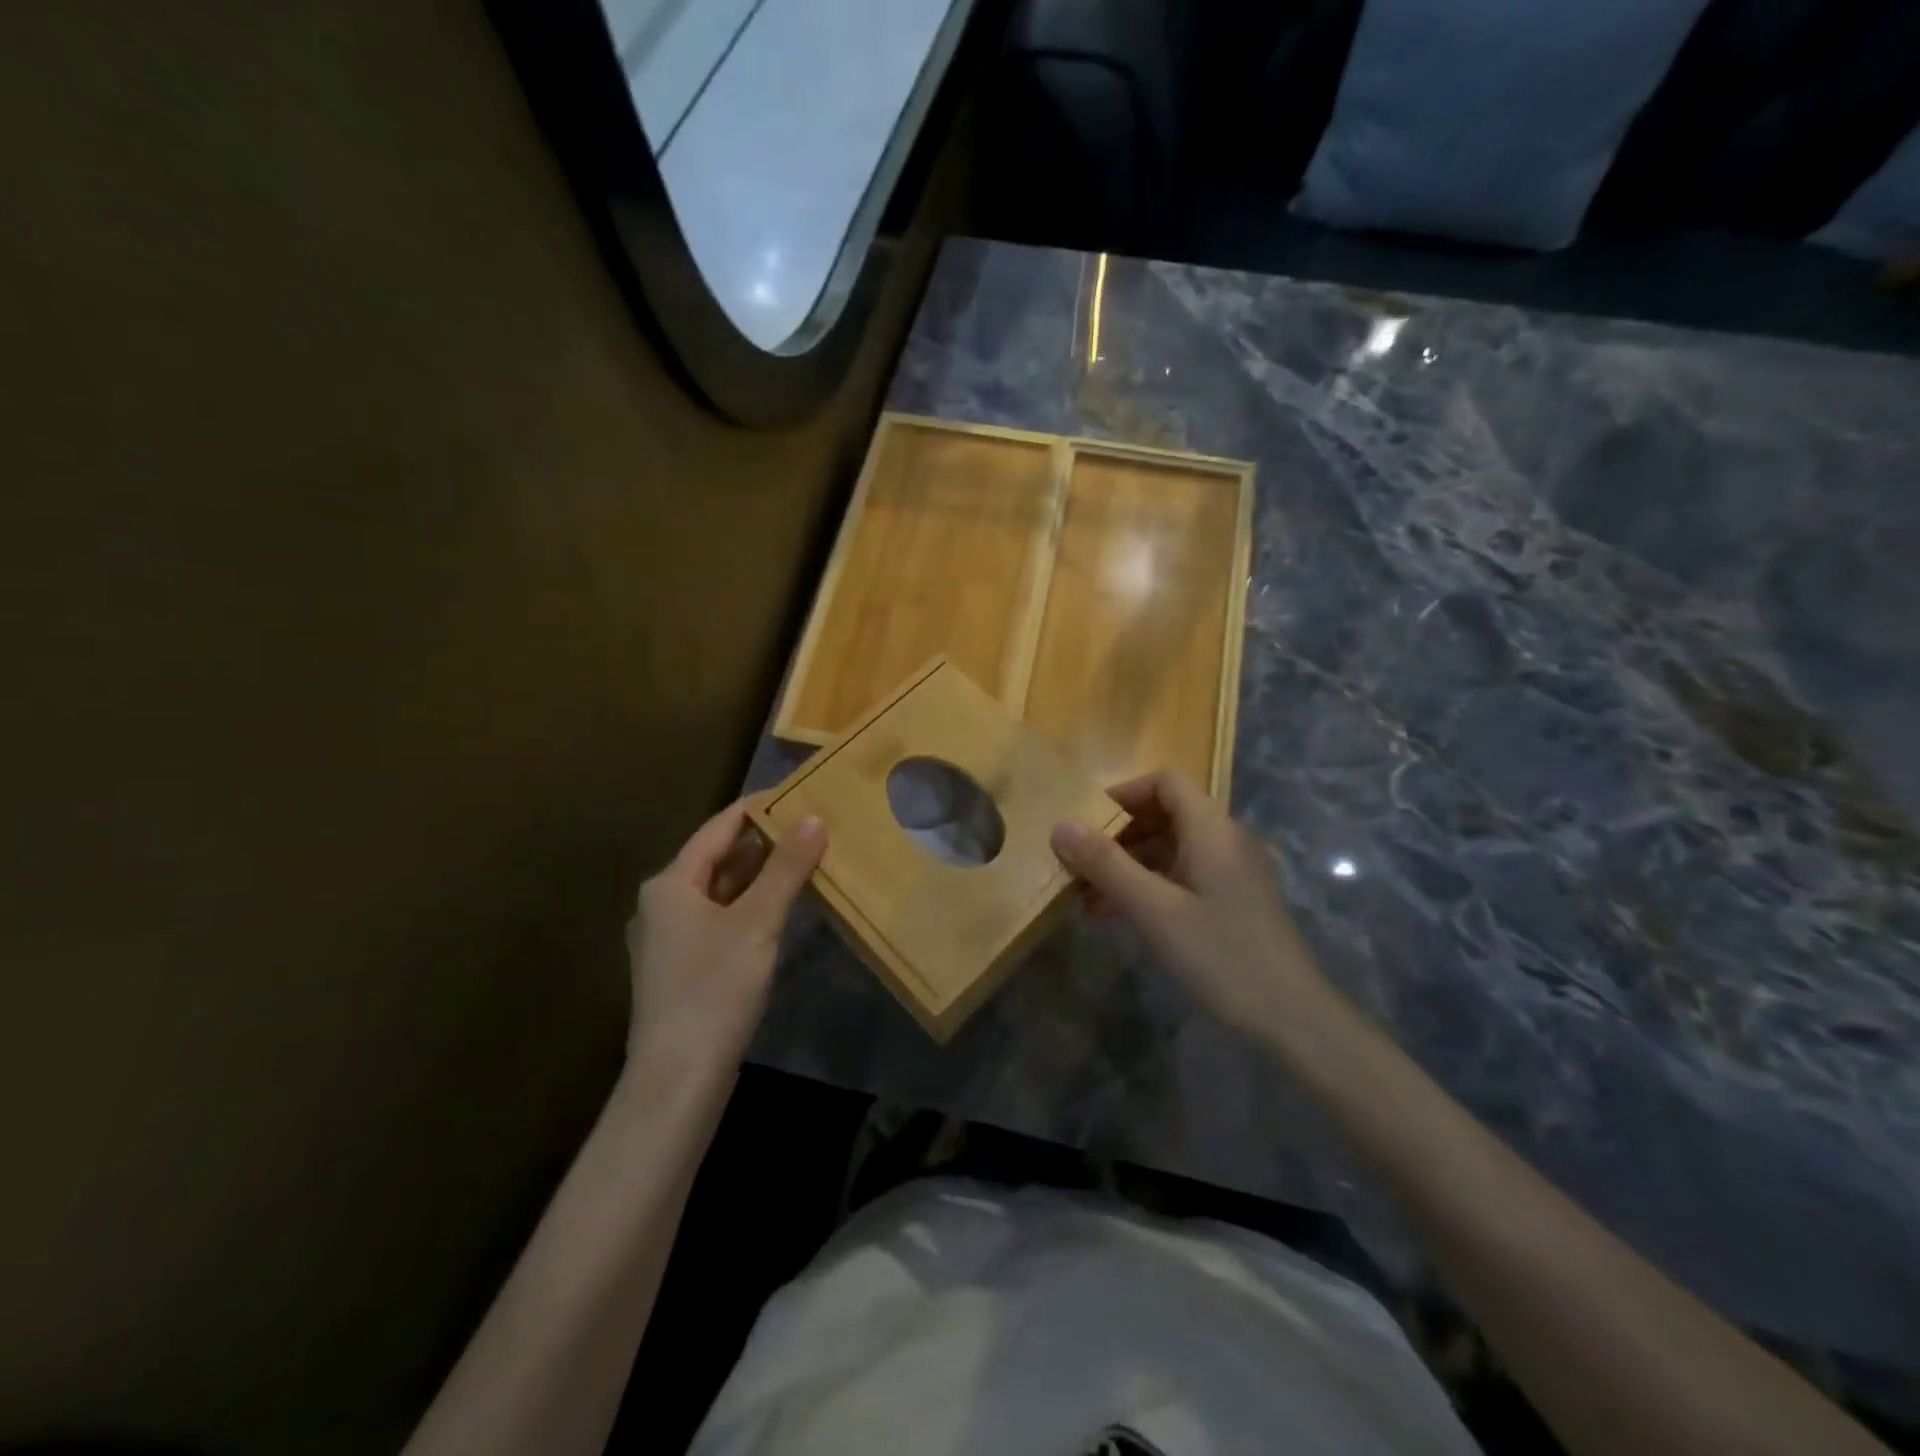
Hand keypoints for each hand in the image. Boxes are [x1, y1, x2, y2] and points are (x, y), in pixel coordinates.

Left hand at [625, 798, 825, 1073]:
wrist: (677, 1080)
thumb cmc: (714, 990)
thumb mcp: (757, 923)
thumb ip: (786, 868)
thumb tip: (813, 818)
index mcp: (670, 883)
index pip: (720, 827)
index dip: (759, 807)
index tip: (800, 792)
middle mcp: (663, 902)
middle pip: (719, 857)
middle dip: (765, 840)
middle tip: (813, 823)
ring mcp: (671, 937)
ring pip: (722, 890)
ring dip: (761, 874)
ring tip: (807, 855)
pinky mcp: (684, 966)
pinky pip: (722, 917)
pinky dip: (752, 904)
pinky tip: (782, 906)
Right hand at [1051, 769, 1332, 1040]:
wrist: (1292, 1018)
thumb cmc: (1221, 955)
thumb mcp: (1155, 910)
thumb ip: (1106, 865)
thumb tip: (1060, 826)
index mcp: (1212, 829)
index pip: (1165, 782)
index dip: (1123, 793)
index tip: (1086, 822)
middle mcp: (1224, 840)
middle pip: (1164, 814)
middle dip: (1117, 835)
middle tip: (1078, 864)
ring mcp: (1231, 872)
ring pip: (1170, 849)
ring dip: (1128, 865)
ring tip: (1085, 896)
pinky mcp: (1232, 901)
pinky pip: (1182, 877)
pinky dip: (1148, 886)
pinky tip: (1116, 915)